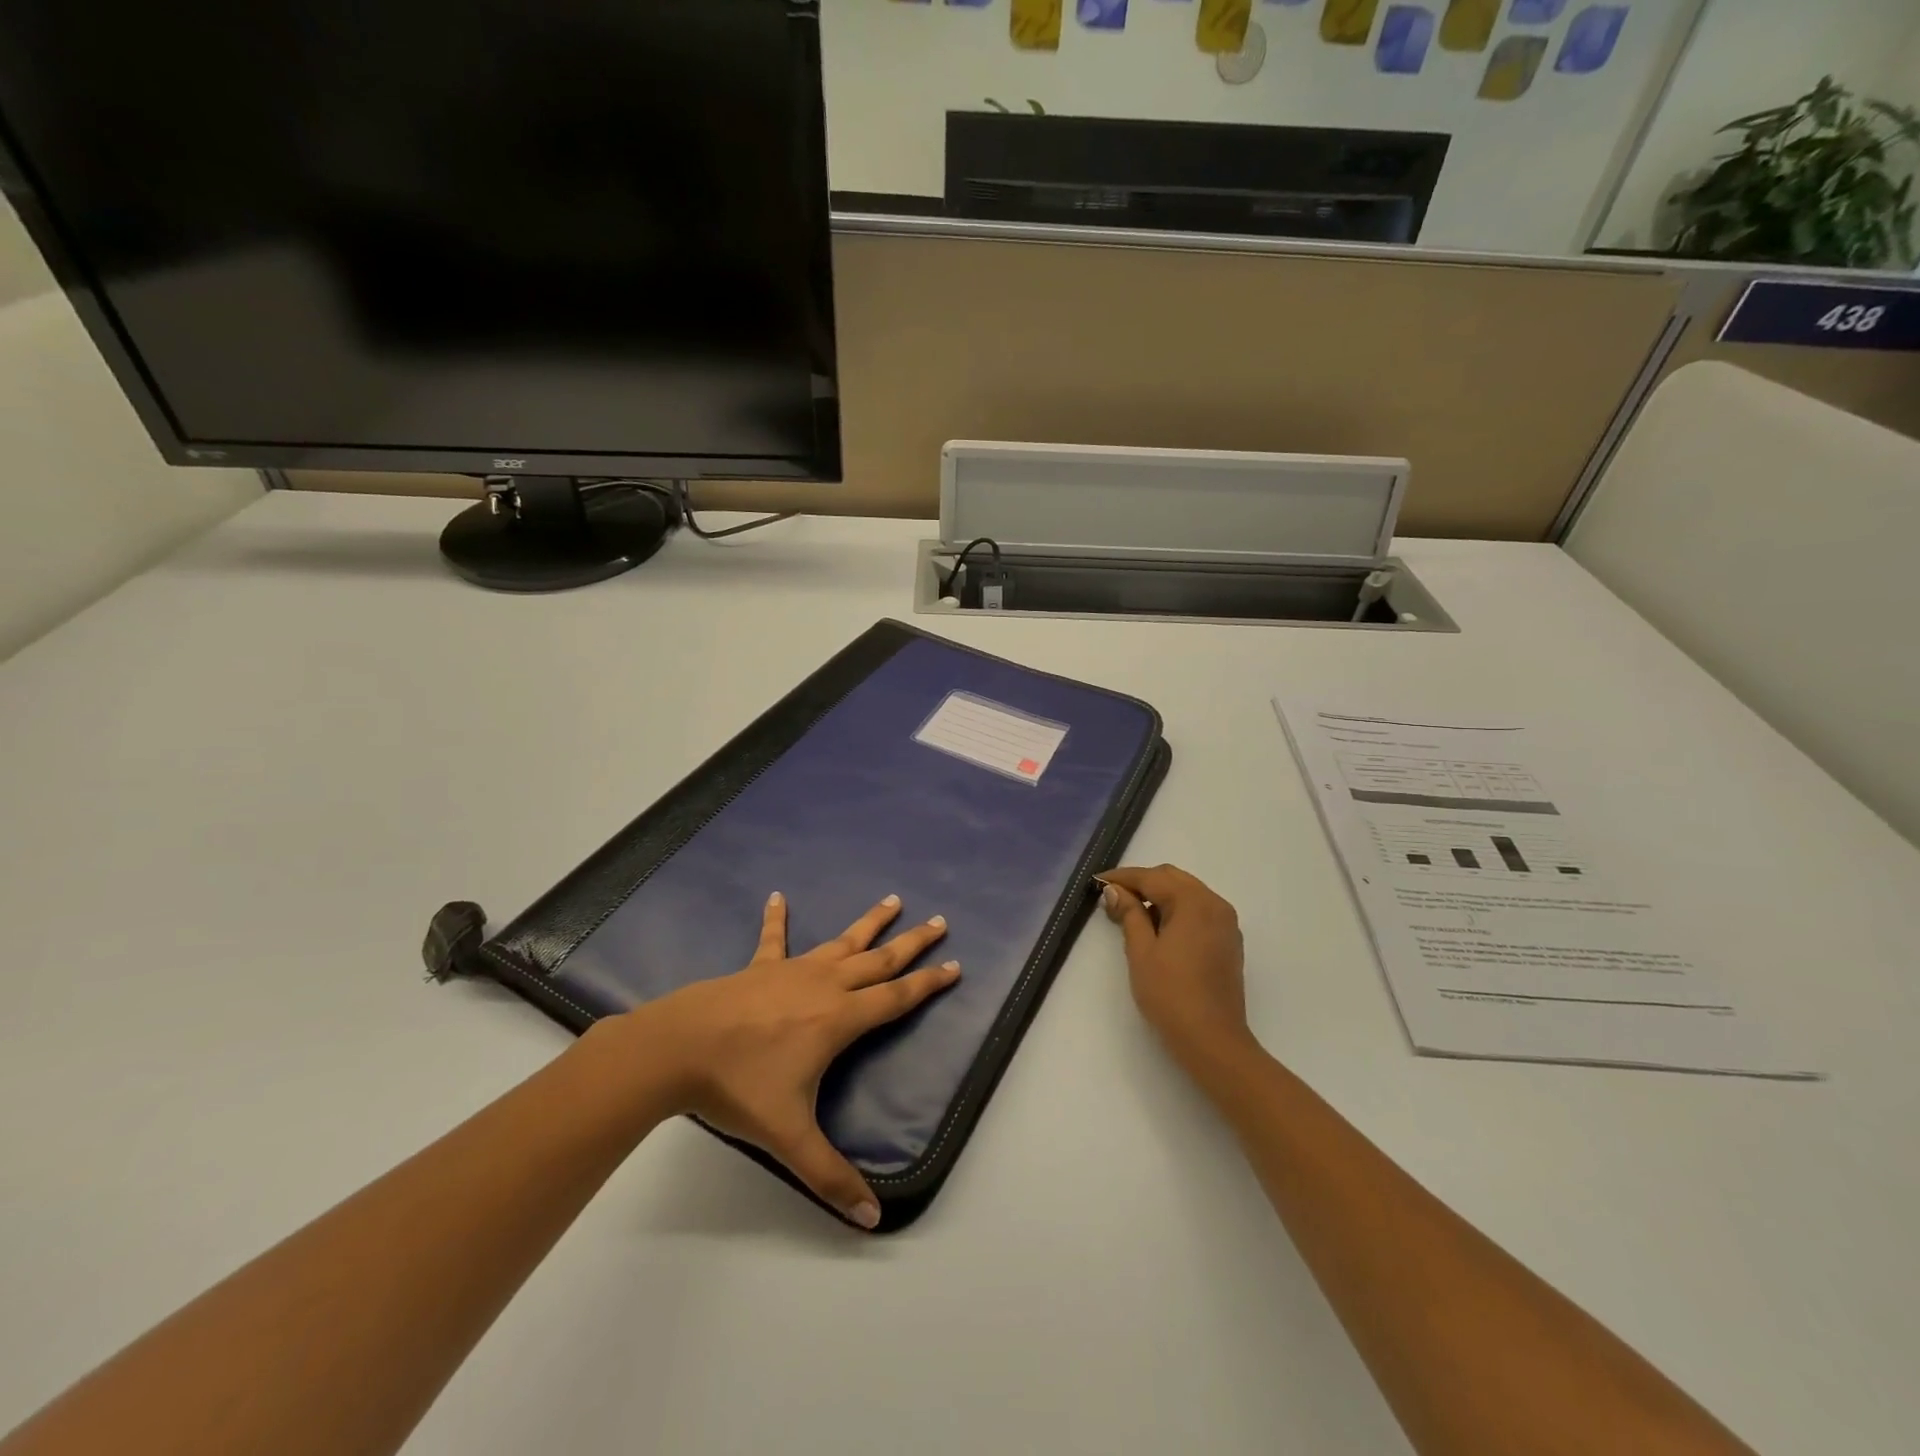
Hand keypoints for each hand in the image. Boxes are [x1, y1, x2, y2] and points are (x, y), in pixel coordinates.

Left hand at [634, 892, 958, 1228]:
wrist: (677, 1049)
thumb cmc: (739, 1086)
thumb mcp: (788, 1137)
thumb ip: (830, 1177)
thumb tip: (872, 1220)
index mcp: (839, 1018)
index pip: (896, 998)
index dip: (928, 984)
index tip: (955, 965)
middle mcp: (825, 985)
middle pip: (879, 960)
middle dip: (912, 943)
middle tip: (940, 921)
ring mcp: (792, 969)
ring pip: (841, 941)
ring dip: (869, 922)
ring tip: (892, 899)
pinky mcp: (759, 966)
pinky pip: (774, 938)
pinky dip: (777, 918)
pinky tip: (776, 896)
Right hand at [1100, 865, 1254, 1073]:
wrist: (1213, 1040)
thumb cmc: (1171, 994)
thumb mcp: (1141, 951)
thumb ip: (1129, 914)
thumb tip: (1115, 891)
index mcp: (1194, 902)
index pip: (1152, 878)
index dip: (1122, 878)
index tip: (1096, 881)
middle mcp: (1215, 904)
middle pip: (1173, 879)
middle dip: (1142, 883)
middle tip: (1112, 897)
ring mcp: (1226, 923)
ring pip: (1187, 893)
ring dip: (1159, 896)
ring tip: (1131, 913)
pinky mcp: (1228, 941)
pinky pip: (1199, 911)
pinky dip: (1176, 910)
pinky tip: (1157, 928)